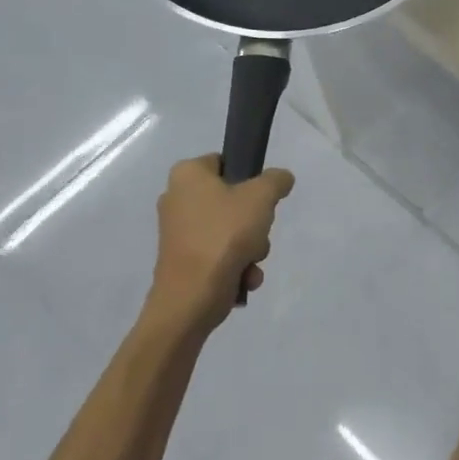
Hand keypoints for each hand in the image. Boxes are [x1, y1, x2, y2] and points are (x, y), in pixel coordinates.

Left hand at [146, 154, 294, 334]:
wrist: (191, 297)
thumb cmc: (224, 236)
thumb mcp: (261, 198)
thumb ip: (276, 180)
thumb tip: (281, 178)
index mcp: (187, 175)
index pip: (225, 162)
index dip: (249, 177)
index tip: (263, 198)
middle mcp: (177, 198)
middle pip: (233, 200)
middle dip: (255, 222)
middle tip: (259, 232)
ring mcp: (179, 232)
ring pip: (231, 230)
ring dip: (251, 247)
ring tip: (251, 260)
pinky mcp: (184, 260)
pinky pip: (220, 254)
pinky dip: (236, 265)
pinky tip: (244, 277)